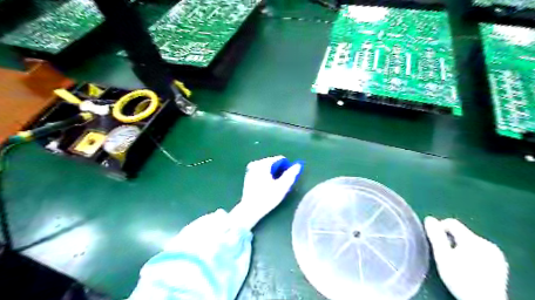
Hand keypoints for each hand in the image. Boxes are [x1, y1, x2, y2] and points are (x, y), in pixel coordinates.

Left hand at [229, 156, 302, 229]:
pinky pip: (261, 172)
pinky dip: (266, 176)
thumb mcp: (282, 186)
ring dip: (273, 174)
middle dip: (279, 171)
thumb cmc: (267, 198)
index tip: (288, 178)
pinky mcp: (248, 176)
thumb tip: (298, 165)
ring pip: (268, 168)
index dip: (287, 167)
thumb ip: (291, 174)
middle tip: (282, 183)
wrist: (250, 209)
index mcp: (264, 163)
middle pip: (273, 163)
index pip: (280, 159)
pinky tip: (268, 187)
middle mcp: (256, 163)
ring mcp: (251, 169)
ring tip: (276, 186)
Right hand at [425, 217, 505, 299]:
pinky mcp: (500, 263)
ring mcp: (495, 253)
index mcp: (472, 239)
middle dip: (451, 241)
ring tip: (457, 263)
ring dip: (461, 248)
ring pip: (470, 242)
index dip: (439, 228)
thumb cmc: (460, 278)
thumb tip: (429, 219)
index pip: (451, 223)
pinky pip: (480, 251)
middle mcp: (486, 242)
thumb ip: (436, 236)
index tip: (435, 243)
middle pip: (461, 233)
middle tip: (446, 256)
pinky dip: (472, 255)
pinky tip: (470, 268)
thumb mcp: (443, 257)